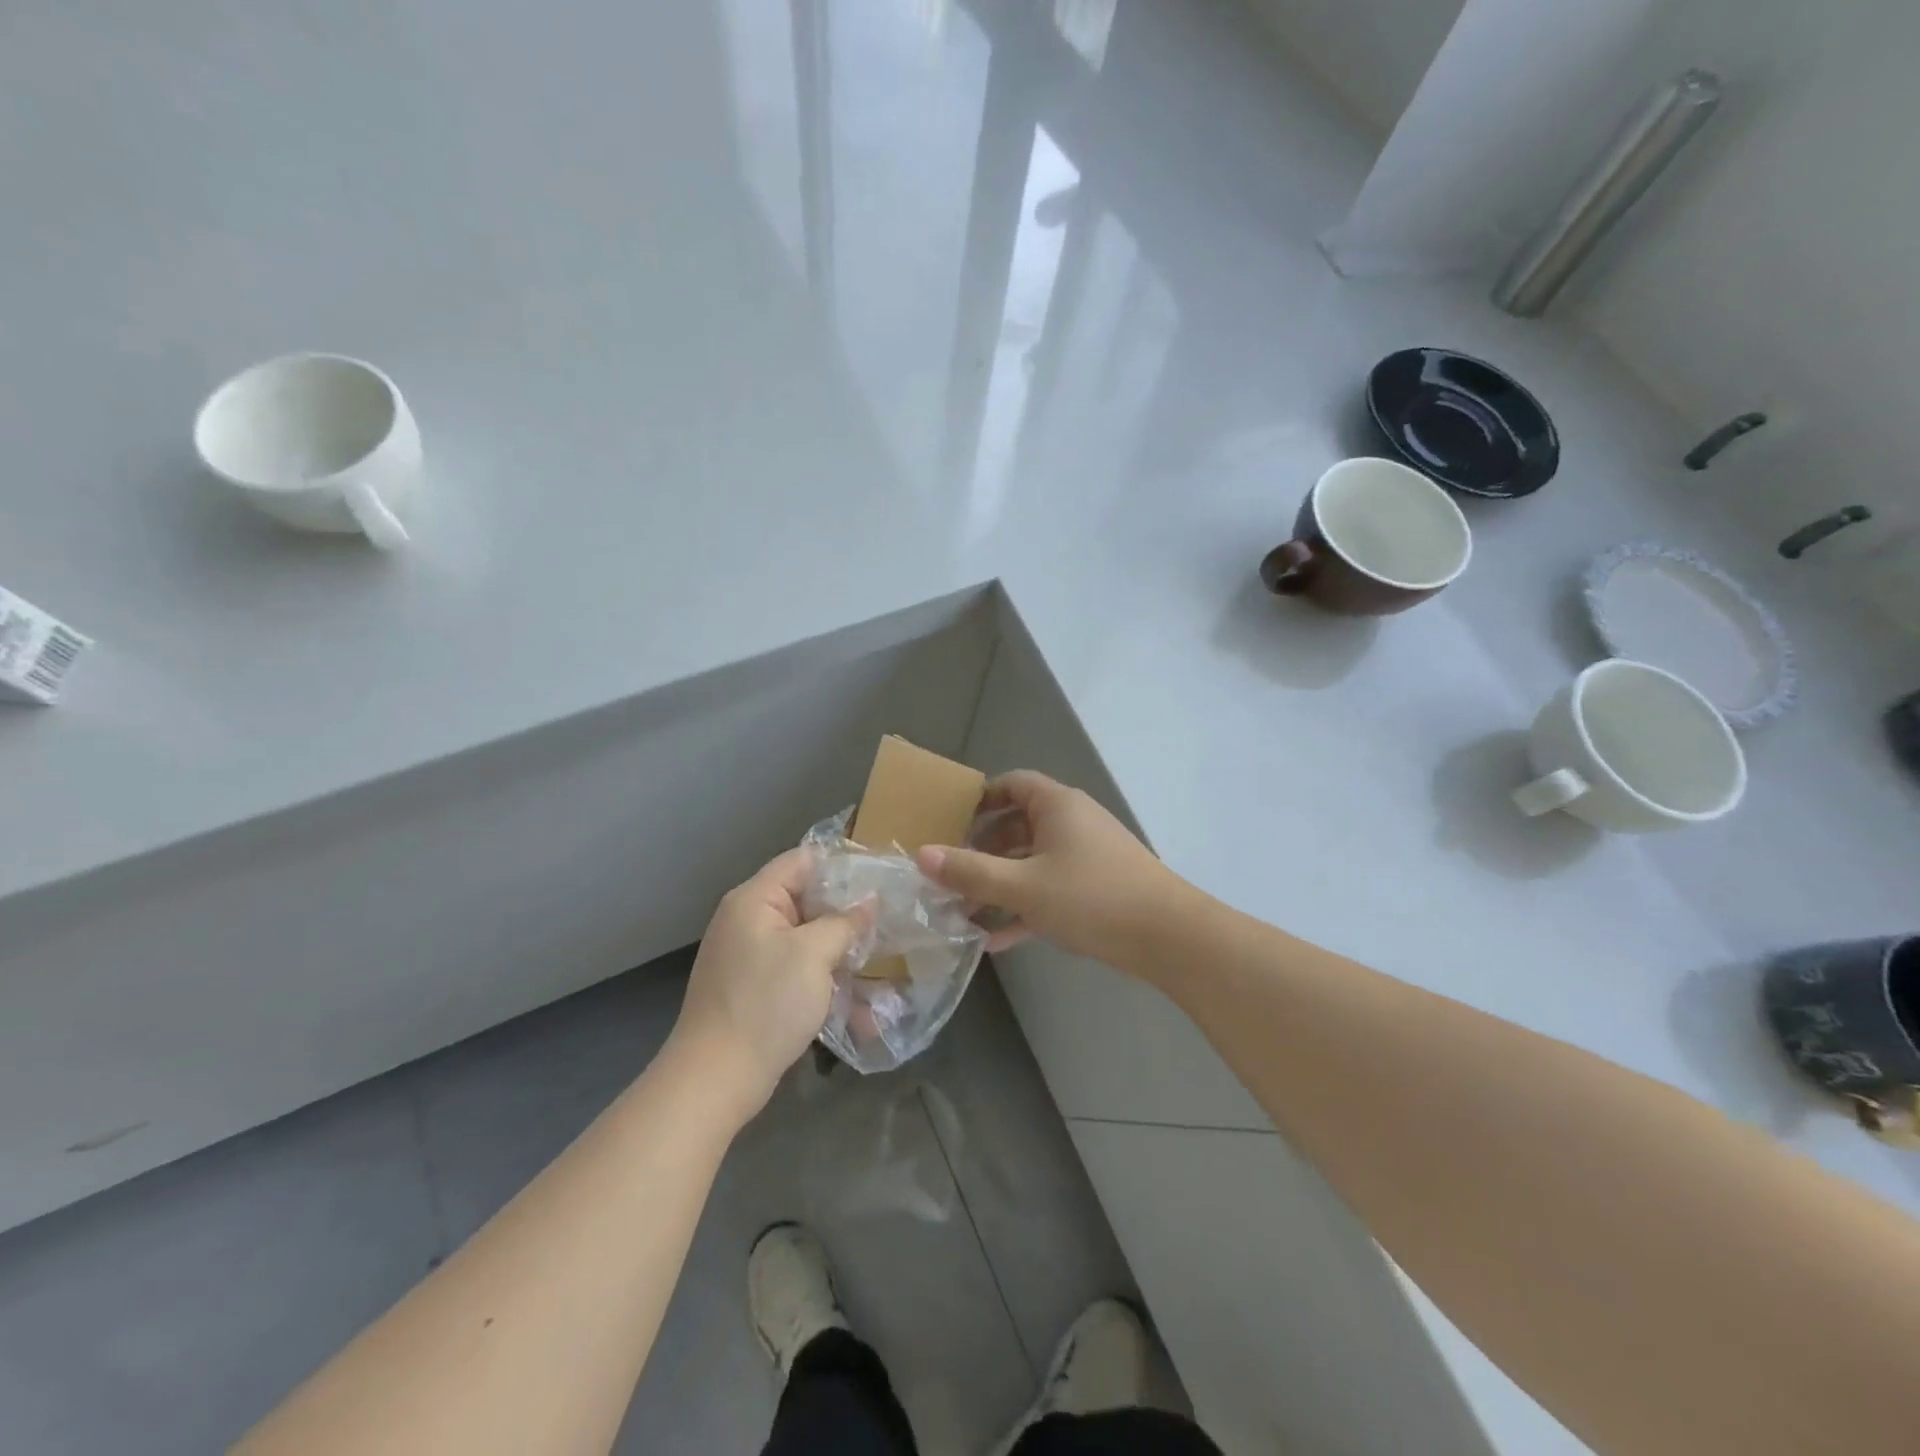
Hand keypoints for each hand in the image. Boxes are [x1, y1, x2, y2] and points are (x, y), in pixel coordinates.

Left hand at [672, 849, 867, 1120]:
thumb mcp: (813, 955)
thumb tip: (870, 900)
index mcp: (755, 900)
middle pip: (806, 899)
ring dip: (840, 949)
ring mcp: (750, 956)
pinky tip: (858, 1000)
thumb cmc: (765, 1004)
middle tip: (888, 921)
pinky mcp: (755, 988)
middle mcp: (748, 920)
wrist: (716, 1079)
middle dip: (847, 912)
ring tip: (881, 959)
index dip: (842, 865)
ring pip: (806, 938)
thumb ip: (845, 922)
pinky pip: (797, 969)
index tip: (881, 878)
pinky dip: (824, 978)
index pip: (803, 861)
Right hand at [915, 770, 1181, 966]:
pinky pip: (1050, 890)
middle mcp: (1073, 822)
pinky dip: (1025, 907)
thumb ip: (971, 871)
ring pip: (1032, 862)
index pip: (1012, 784)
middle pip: (1018, 825)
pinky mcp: (1097, 889)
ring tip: (964, 911)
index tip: (951, 821)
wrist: (1168, 936)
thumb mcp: (1023, 885)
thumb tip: (922, 855)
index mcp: (1057, 805)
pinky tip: (997, 941)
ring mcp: (1087, 857)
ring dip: (1000, 884)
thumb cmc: (1090, 896)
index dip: (980, 799)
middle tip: (951, 873)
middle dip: (983, 850)